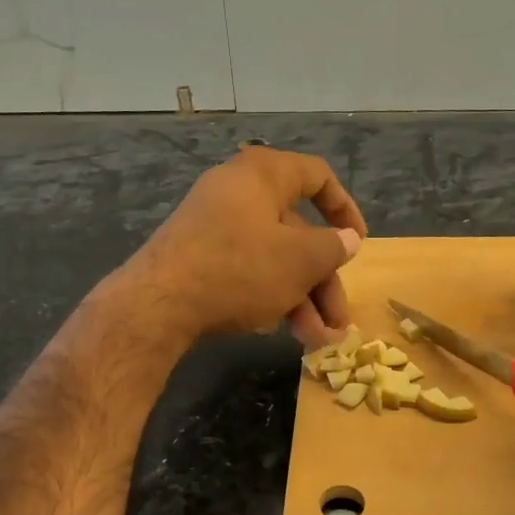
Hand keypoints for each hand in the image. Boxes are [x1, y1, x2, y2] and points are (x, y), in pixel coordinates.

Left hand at [124, 147, 367, 347]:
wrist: (156, 305)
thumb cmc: (238, 268)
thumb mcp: (299, 260)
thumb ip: (331, 247)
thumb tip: (347, 239)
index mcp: (262, 175)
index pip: (316, 176)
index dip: (345, 208)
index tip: (358, 242)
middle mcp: (236, 193)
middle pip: (296, 231)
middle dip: (323, 280)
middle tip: (338, 321)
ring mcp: (211, 226)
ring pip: (271, 257)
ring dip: (300, 298)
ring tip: (316, 340)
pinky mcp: (195, 258)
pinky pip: (243, 270)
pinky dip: (267, 295)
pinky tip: (277, 330)